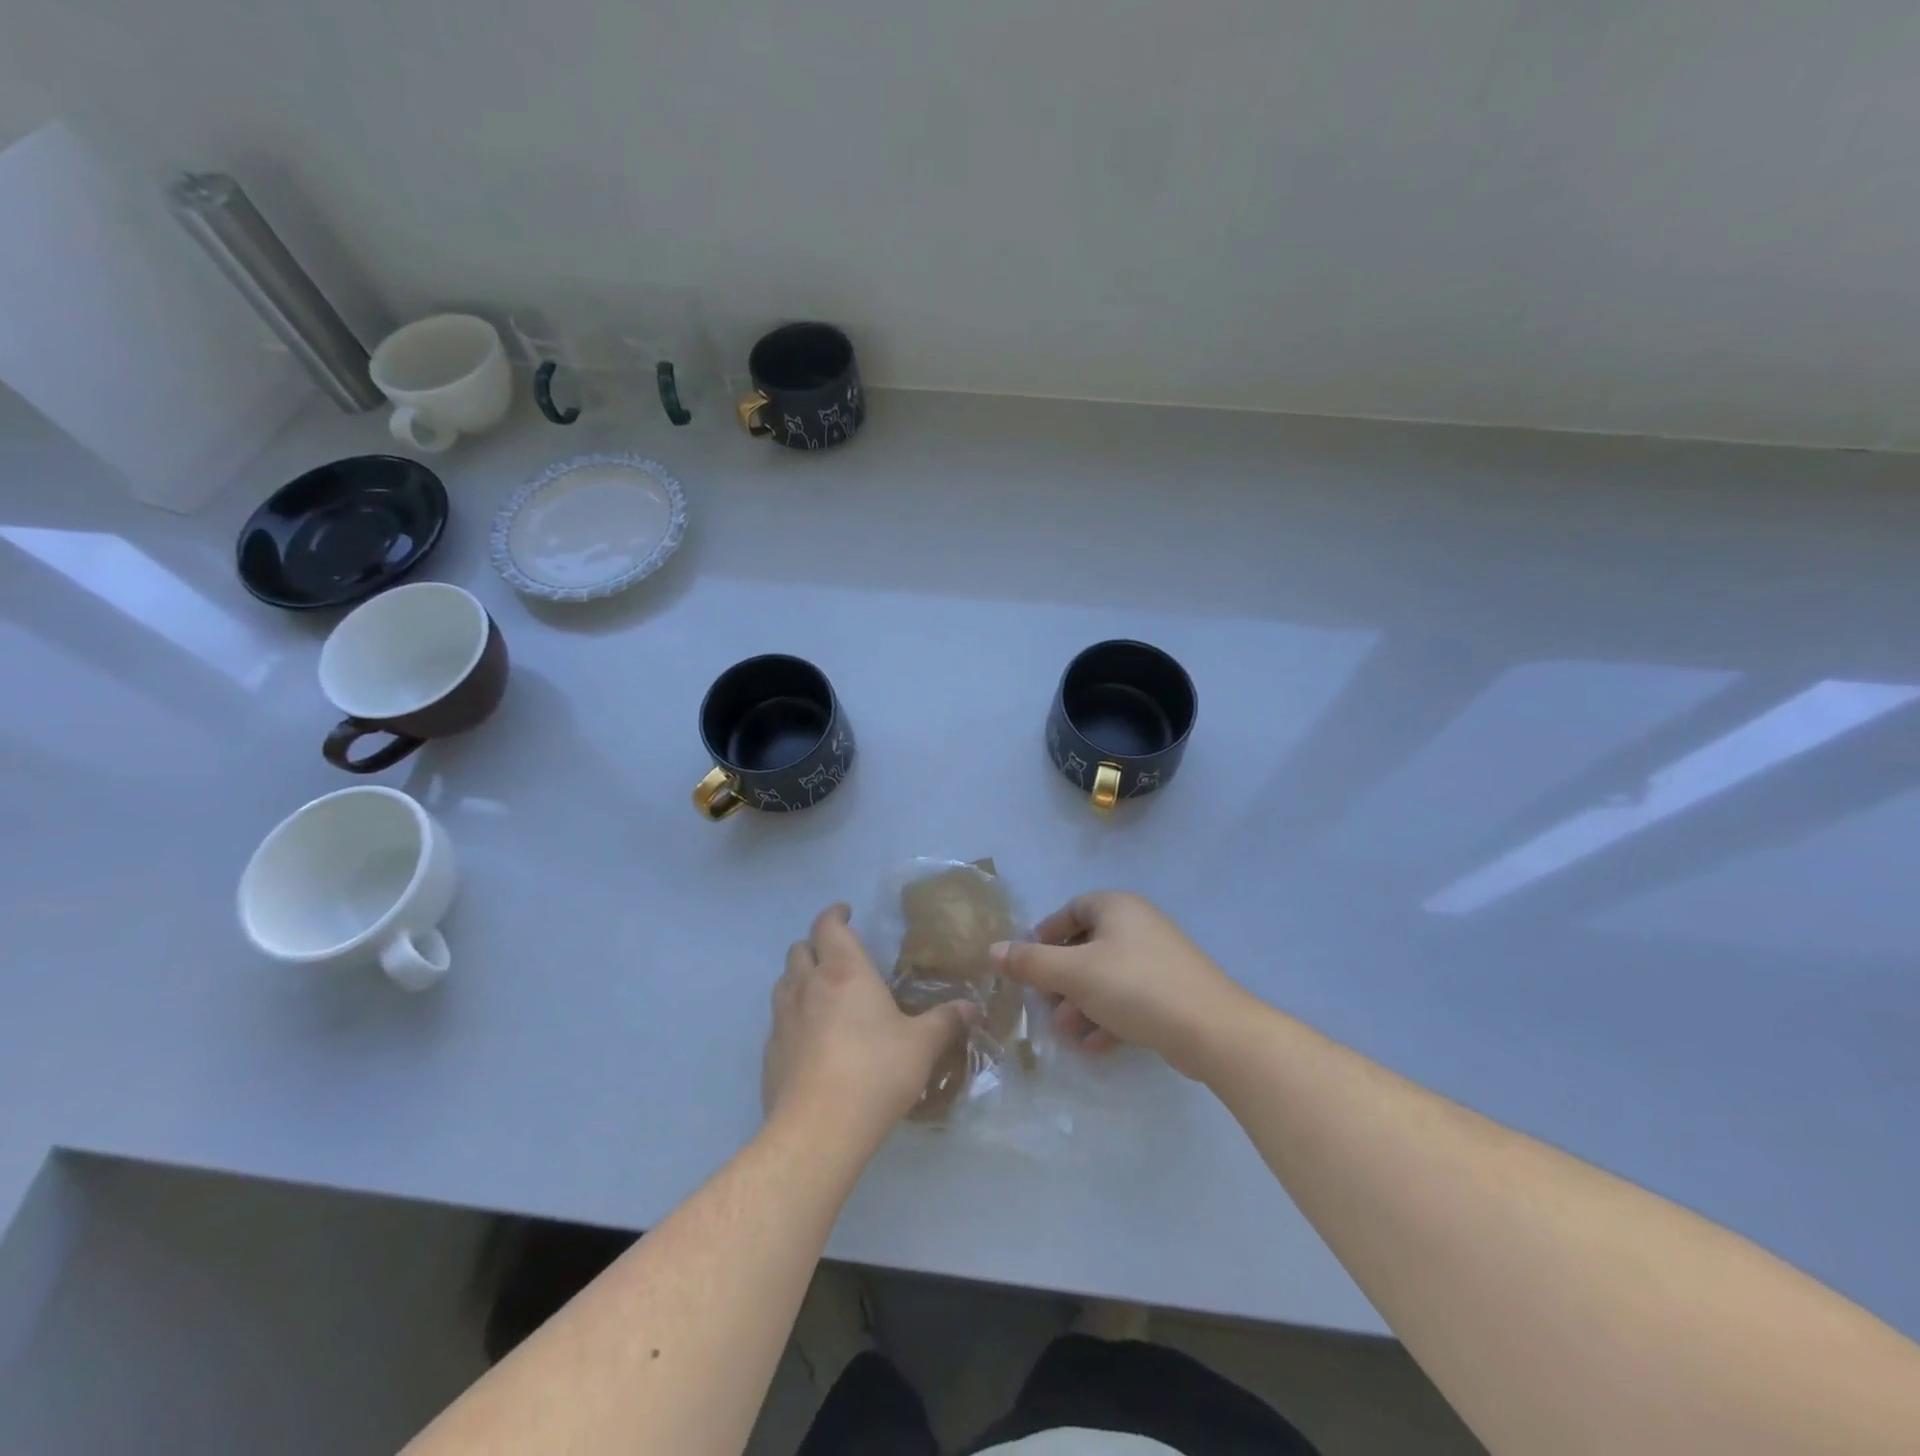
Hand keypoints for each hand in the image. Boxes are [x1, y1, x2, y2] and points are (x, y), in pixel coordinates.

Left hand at [763, 904, 974, 1139]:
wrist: (818, 1128)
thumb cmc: (876, 1071)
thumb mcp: (921, 1045)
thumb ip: (945, 1021)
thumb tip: (971, 1007)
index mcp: (845, 971)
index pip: (828, 925)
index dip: (835, 914)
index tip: (846, 913)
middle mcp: (808, 985)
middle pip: (800, 949)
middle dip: (816, 944)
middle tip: (837, 955)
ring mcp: (783, 1018)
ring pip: (784, 981)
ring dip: (800, 977)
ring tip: (821, 991)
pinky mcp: (770, 1052)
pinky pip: (778, 1019)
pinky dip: (792, 1014)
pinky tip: (809, 1037)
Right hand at [993, 892, 1250, 1079]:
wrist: (1211, 1029)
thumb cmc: (1135, 987)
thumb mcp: (1074, 973)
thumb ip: (1031, 962)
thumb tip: (992, 950)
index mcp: (1118, 908)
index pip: (1073, 909)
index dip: (1047, 932)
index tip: (1028, 960)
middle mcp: (1139, 926)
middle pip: (1088, 946)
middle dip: (1062, 977)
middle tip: (1043, 1003)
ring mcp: (1159, 960)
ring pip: (1107, 977)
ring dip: (1082, 1003)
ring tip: (1065, 1032)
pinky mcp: (1172, 993)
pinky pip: (1130, 999)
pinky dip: (1109, 1017)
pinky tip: (1094, 1046)